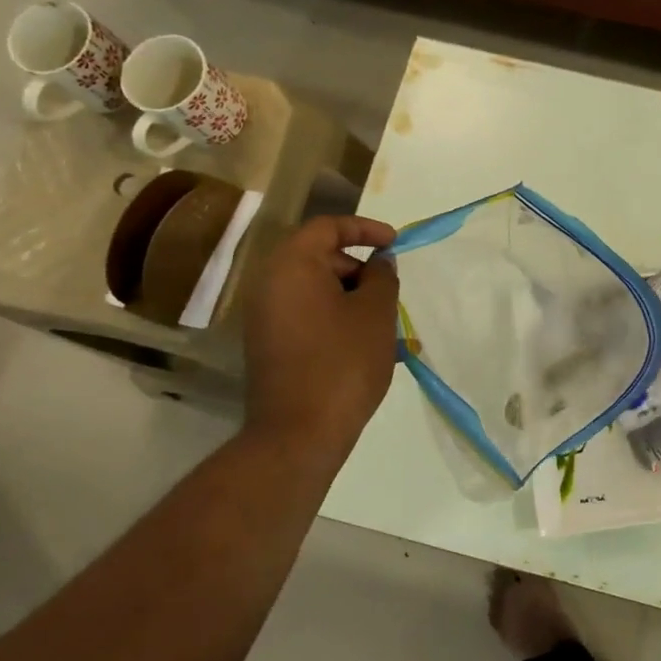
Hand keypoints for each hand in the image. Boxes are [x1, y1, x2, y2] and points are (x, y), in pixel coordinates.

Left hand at [243, 215, 399, 458]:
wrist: (299, 433)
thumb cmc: (343, 362)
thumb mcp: (375, 313)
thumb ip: (382, 277)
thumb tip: (379, 262)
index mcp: (292, 266)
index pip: (328, 227)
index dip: (365, 229)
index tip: (395, 243)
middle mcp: (270, 284)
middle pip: (319, 258)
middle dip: (360, 269)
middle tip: (390, 292)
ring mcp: (265, 317)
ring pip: (315, 290)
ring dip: (351, 298)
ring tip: (383, 324)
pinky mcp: (269, 345)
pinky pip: (306, 316)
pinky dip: (335, 318)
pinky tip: (363, 345)